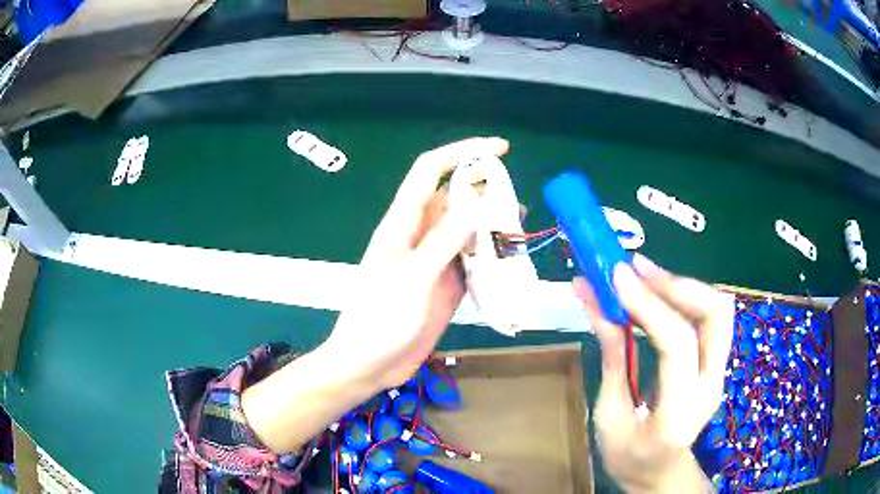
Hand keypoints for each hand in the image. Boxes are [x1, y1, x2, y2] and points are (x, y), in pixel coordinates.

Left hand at [326, 137, 509, 388]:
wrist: (368, 364)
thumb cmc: (378, 322)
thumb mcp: (411, 280)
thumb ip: (442, 242)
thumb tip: (476, 202)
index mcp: (403, 223)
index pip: (431, 171)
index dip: (463, 152)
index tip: (500, 149)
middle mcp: (420, 235)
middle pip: (456, 198)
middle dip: (487, 192)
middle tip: (517, 205)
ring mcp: (434, 260)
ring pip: (468, 229)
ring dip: (493, 226)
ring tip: (520, 232)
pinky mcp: (446, 283)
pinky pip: (472, 259)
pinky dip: (491, 255)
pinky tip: (511, 260)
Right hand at [574, 254, 733, 492]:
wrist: (660, 473)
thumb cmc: (628, 456)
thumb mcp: (608, 417)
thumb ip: (612, 359)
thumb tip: (596, 302)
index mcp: (679, 413)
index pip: (677, 345)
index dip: (648, 304)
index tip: (614, 276)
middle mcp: (710, 386)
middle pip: (716, 314)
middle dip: (676, 284)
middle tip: (634, 270)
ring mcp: (719, 372)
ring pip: (717, 308)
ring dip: (681, 284)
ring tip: (641, 274)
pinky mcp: (716, 361)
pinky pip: (707, 316)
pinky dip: (683, 295)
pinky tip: (654, 290)